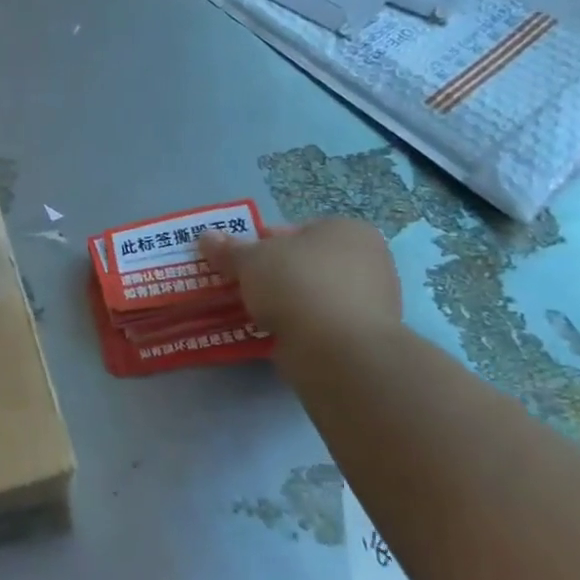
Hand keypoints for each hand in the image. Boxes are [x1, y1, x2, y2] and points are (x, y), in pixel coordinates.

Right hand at [199, 218, 400, 348]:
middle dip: (274, 274)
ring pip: (312, 294)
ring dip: (285, 302)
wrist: (338, 349)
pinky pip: (322, 322)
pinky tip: (276, 333)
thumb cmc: (296, 284)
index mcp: (347, 230)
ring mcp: (373, 301)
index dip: (263, 243)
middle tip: (244, 287)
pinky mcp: (365, 336)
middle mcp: (369, 260)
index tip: (242, 262)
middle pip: (305, 262)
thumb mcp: (250, 259)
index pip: (296, 230)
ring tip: (254, 313)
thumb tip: (206, 237)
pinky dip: (300, 326)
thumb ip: (229, 249)